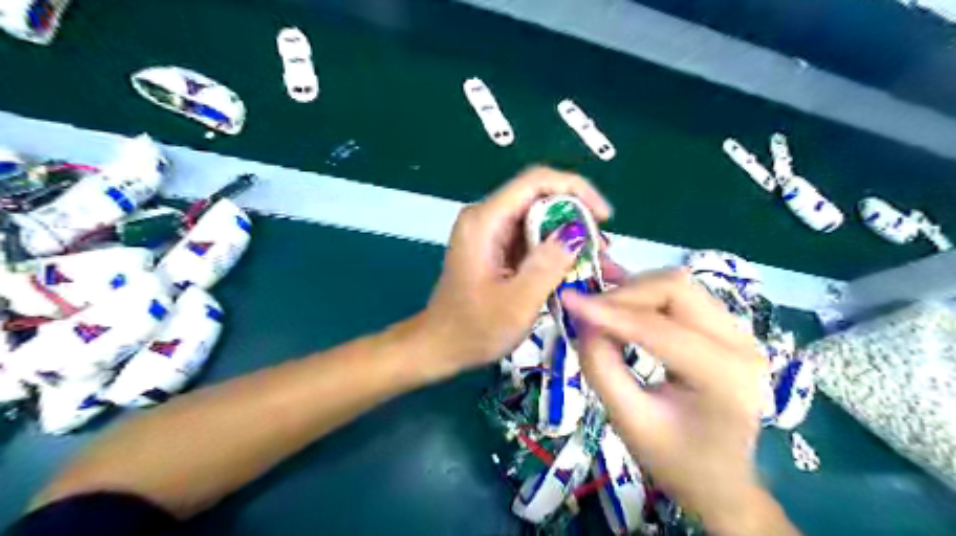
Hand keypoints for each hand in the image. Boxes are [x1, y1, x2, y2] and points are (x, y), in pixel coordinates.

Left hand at [419, 166, 611, 378]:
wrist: (440, 346)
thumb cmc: (474, 330)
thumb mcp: (517, 302)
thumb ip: (548, 264)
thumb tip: (576, 232)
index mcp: (485, 222)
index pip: (536, 181)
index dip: (576, 189)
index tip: (603, 217)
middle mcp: (485, 217)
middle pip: (539, 197)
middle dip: (576, 216)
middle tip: (602, 247)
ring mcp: (488, 232)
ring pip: (537, 218)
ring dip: (567, 235)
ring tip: (595, 260)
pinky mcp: (494, 247)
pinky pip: (530, 237)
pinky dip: (553, 249)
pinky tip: (573, 267)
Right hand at [561, 272, 799, 534]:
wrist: (721, 481)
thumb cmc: (675, 461)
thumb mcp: (629, 421)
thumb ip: (601, 367)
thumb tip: (582, 321)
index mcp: (724, 377)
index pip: (658, 329)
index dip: (609, 311)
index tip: (568, 299)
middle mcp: (741, 344)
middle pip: (675, 290)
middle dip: (624, 295)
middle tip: (588, 311)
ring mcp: (739, 331)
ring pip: (677, 285)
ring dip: (634, 292)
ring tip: (603, 311)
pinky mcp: (726, 327)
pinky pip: (681, 294)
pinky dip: (646, 293)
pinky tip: (620, 292)